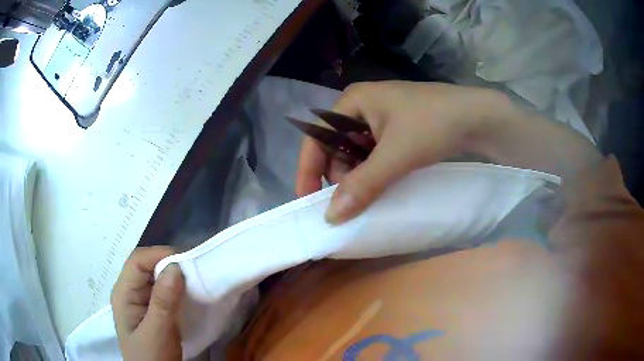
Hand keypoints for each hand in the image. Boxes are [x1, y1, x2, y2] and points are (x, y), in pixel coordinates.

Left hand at [111, 247, 184, 360]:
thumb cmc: (151, 357)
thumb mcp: (157, 332)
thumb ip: (163, 301)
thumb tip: (175, 266)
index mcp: (123, 293)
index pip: (138, 261)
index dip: (160, 254)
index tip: (187, 260)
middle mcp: (129, 292)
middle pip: (146, 265)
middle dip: (169, 262)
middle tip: (195, 268)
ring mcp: (140, 301)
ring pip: (155, 277)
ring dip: (174, 275)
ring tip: (194, 277)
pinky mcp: (152, 310)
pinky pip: (163, 291)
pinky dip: (176, 287)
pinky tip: (188, 292)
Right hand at [297, 81, 504, 222]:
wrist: (479, 117)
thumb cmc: (434, 124)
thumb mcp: (396, 155)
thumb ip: (362, 185)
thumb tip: (330, 217)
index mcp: (352, 102)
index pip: (317, 137)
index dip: (308, 169)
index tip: (307, 201)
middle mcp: (361, 108)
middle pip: (335, 147)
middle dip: (338, 177)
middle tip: (349, 205)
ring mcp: (381, 119)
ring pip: (355, 154)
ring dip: (357, 179)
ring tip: (367, 199)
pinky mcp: (397, 131)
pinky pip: (374, 156)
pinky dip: (374, 175)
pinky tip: (381, 189)